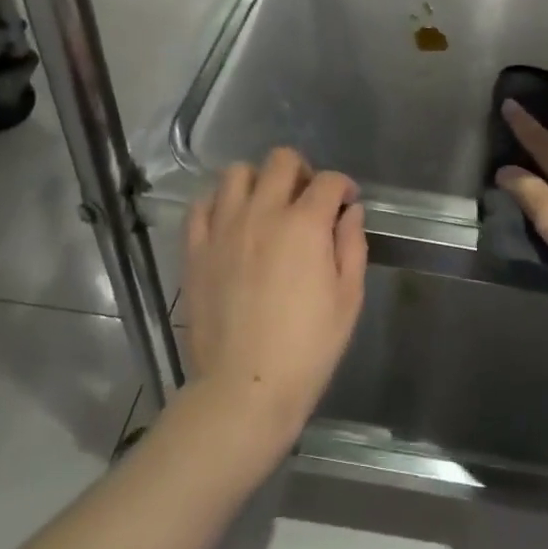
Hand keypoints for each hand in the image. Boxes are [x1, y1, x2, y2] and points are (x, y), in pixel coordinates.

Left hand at [182, 148, 367, 460]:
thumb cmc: (308, 348)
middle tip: (308, 199)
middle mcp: (262, 213)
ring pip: (236, 173)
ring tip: (266, 206)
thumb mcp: (348, 299)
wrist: (245, 387)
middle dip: (302, 172)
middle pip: (281, 161)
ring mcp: (223, 228)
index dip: (343, 186)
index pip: (328, 181)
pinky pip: (201, 204)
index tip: (346, 202)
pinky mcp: (196, 248)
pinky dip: (219, 202)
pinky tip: (231, 221)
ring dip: (258, 180)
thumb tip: (350, 212)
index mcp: (305, 225)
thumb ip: (351, 246)